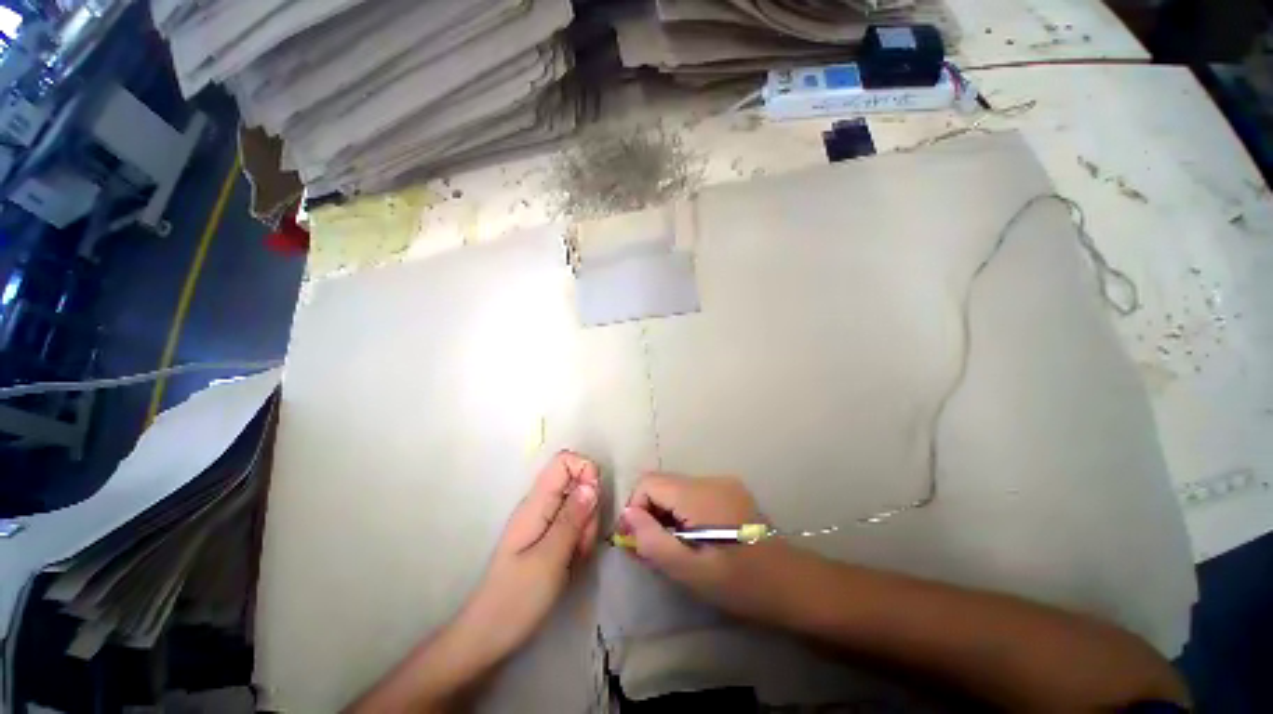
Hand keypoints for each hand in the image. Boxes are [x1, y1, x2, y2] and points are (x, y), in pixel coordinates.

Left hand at [464, 450, 600, 660]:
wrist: (488, 636)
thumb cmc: (516, 599)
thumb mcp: (550, 558)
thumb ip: (572, 518)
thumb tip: (592, 483)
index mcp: (536, 503)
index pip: (564, 461)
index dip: (585, 470)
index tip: (594, 500)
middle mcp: (540, 505)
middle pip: (576, 482)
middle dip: (589, 507)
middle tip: (582, 541)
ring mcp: (544, 521)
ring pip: (579, 505)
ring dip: (586, 527)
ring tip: (575, 557)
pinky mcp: (548, 537)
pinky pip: (574, 525)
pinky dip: (580, 539)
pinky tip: (573, 561)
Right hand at [618, 473, 789, 618]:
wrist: (793, 585)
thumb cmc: (741, 584)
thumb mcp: (691, 571)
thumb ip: (654, 541)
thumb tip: (628, 516)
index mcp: (700, 494)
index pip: (649, 482)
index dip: (635, 507)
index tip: (636, 540)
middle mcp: (710, 479)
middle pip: (662, 482)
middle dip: (649, 511)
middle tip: (651, 547)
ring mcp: (723, 483)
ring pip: (676, 488)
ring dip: (665, 512)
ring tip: (673, 545)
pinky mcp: (730, 490)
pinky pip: (693, 493)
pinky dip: (682, 511)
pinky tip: (693, 537)